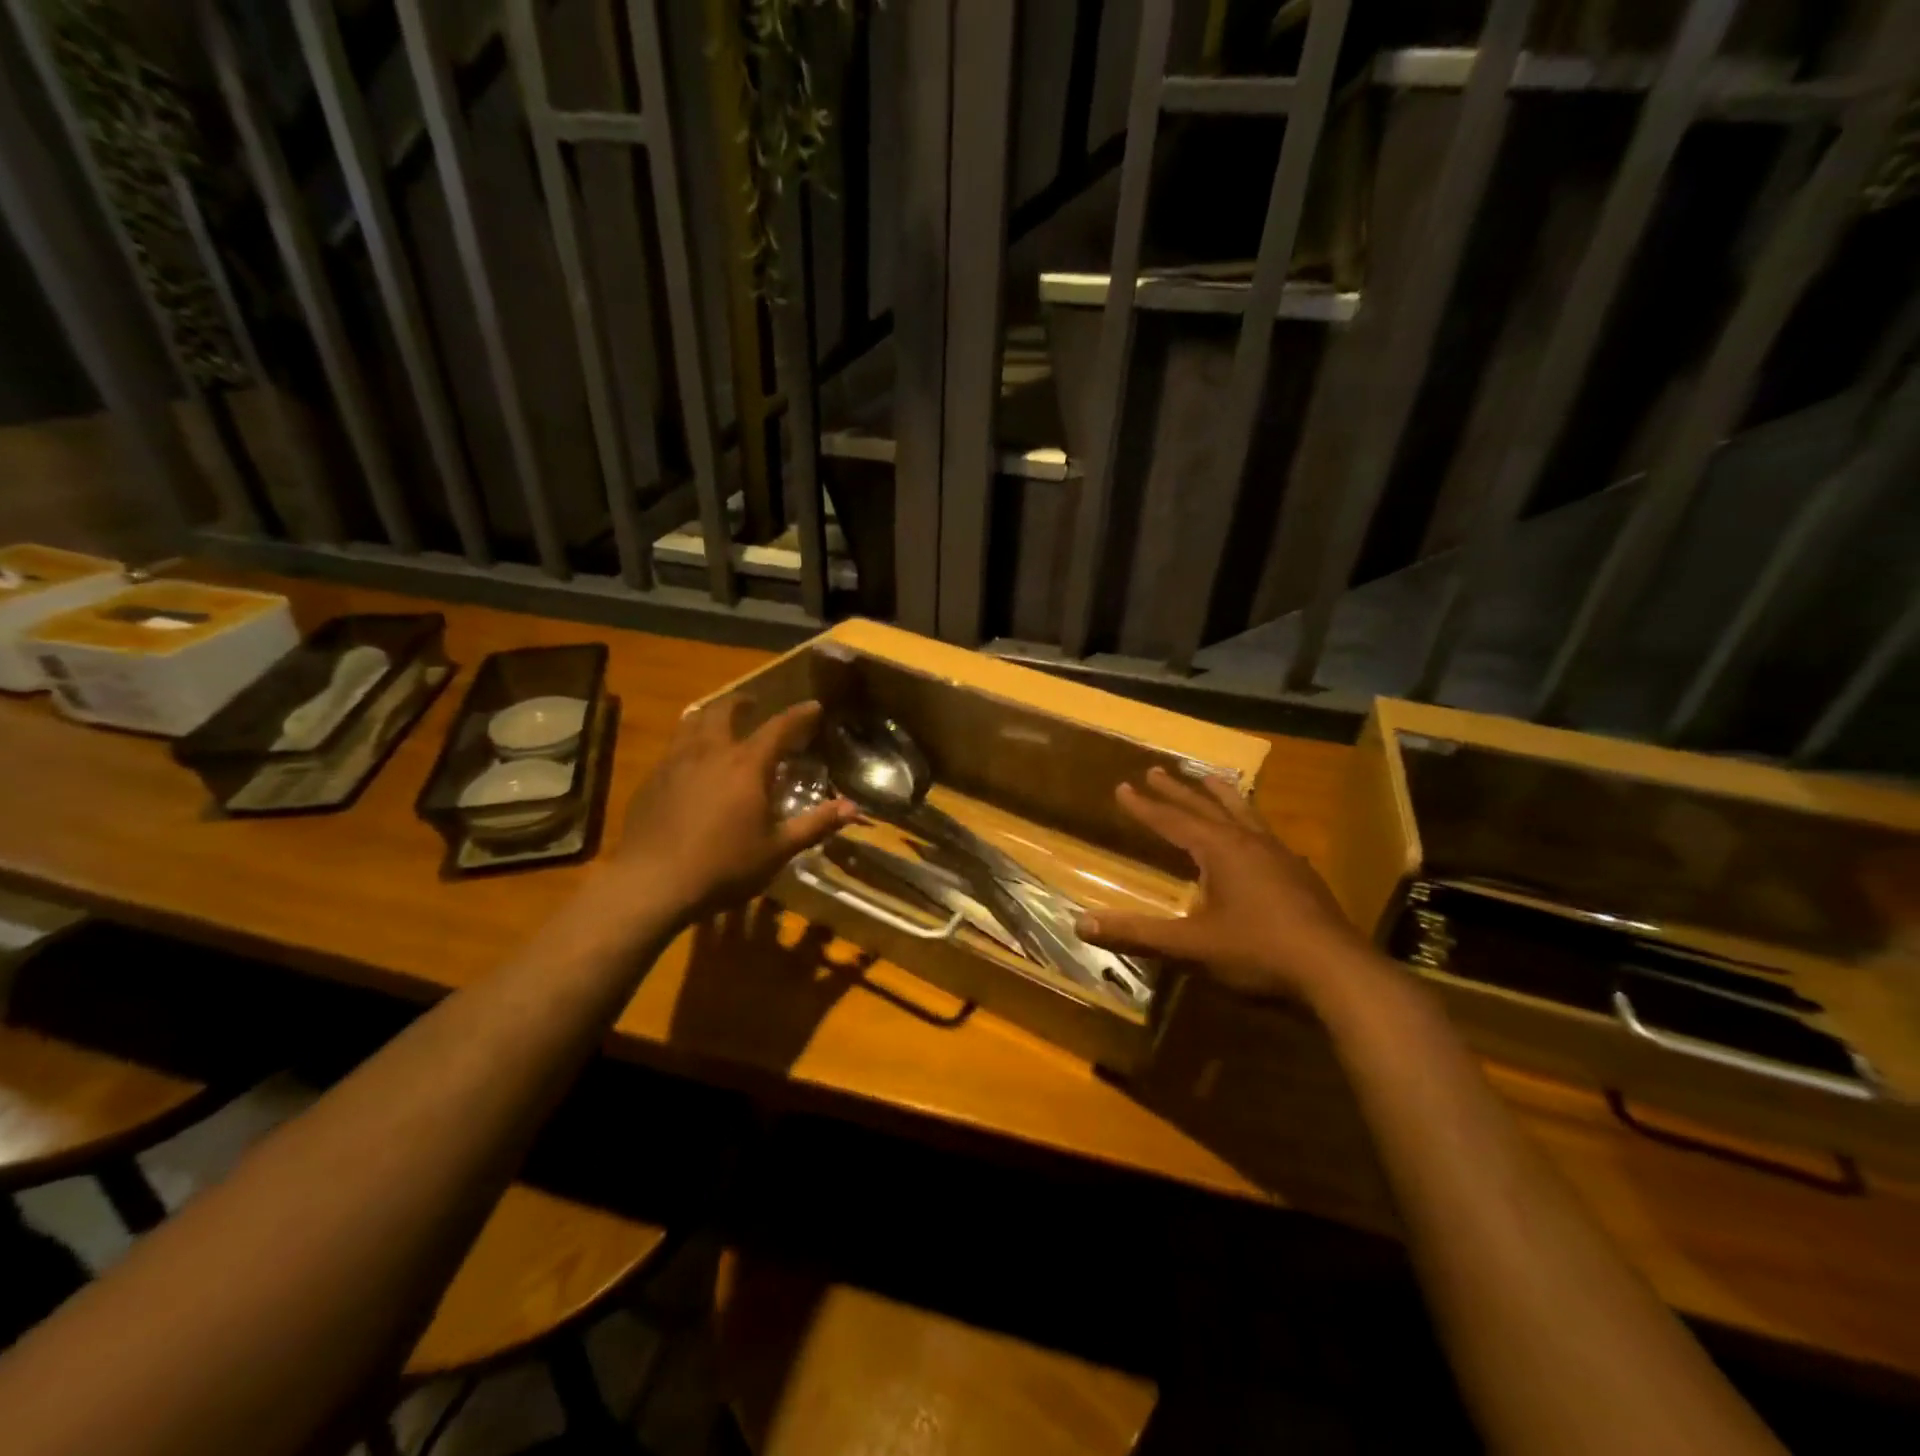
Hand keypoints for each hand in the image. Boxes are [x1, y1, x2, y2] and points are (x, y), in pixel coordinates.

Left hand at [614, 697, 855, 922]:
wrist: (652, 884)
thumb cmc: (723, 867)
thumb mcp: (777, 850)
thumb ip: (815, 825)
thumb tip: (853, 808)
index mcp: (746, 765)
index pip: (779, 727)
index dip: (799, 714)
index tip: (814, 706)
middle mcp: (710, 752)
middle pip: (724, 711)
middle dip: (742, 702)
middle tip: (753, 705)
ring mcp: (675, 763)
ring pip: (691, 722)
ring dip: (710, 715)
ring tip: (717, 722)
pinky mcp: (651, 780)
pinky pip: (672, 748)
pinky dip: (687, 743)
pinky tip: (689, 764)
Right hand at [1076, 767, 1369, 1003]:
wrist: (1337, 973)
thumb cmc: (1258, 953)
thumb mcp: (1190, 946)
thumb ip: (1137, 934)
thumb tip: (1081, 924)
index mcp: (1220, 851)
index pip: (1172, 821)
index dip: (1144, 807)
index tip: (1122, 786)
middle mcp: (1249, 842)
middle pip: (1205, 808)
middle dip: (1177, 791)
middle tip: (1156, 770)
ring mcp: (1280, 856)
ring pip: (1244, 813)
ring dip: (1221, 794)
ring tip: (1209, 777)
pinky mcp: (1301, 875)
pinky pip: (1267, 834)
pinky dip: (1250, 823)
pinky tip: (1257, 835)